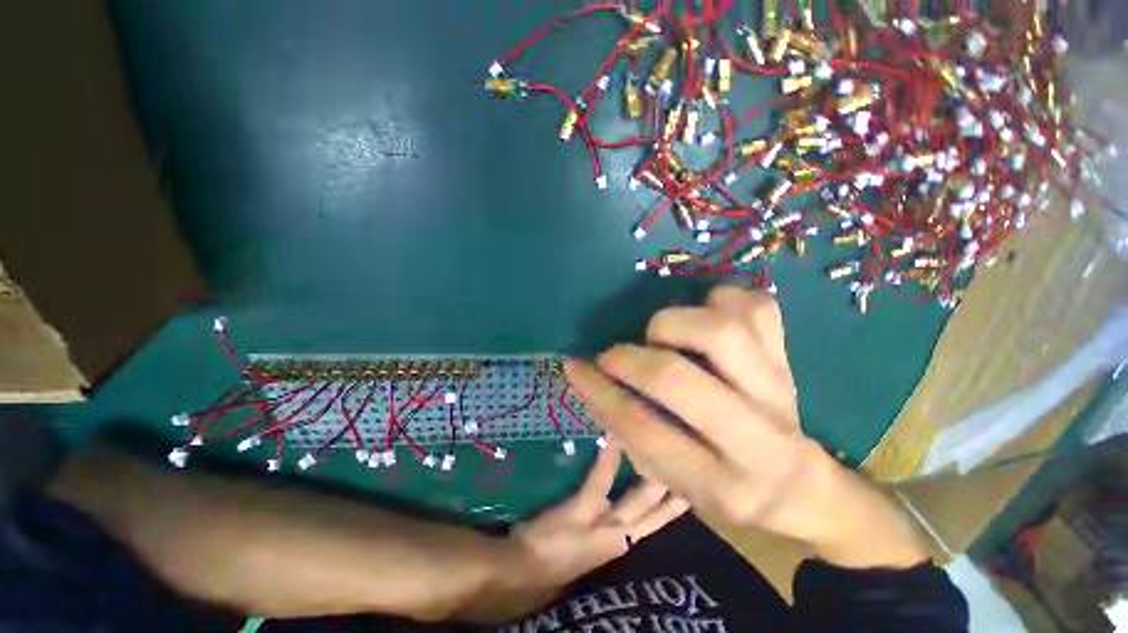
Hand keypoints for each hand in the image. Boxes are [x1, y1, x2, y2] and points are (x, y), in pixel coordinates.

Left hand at [512, 444, 688, 586]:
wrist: (523, 572)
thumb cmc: (555, 555)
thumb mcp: (589, 544)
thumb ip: (608, 524)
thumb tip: (620, 503)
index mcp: (621, 541)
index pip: (654, 520)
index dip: (672, 504)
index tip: (688, 484)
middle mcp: (620, 535)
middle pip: (654, 511)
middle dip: (675, 490)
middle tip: (696, 464)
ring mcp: (603, 524)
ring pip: (638, 499)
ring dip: (654, 476)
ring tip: (669, 450)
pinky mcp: (583, 509)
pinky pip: (601, 480)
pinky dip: (609, 459)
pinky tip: (616, 437)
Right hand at [564, 286, 926, 568]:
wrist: (802, 484)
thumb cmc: (727, 487)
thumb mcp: (675, 482)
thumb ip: (630, 436)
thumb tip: (590, 385)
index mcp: (720, 483)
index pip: (644, 430)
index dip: (600, 392)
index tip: (574, 367)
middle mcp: (756, 436)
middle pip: (680, 380)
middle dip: (631, 360)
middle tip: (612, 355)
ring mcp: (778, 387)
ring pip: (721, 332)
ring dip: (674, 324)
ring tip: (660, 335)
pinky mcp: (788, 356)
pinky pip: (755, 306)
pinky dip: (720, 301)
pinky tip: (705, 315)